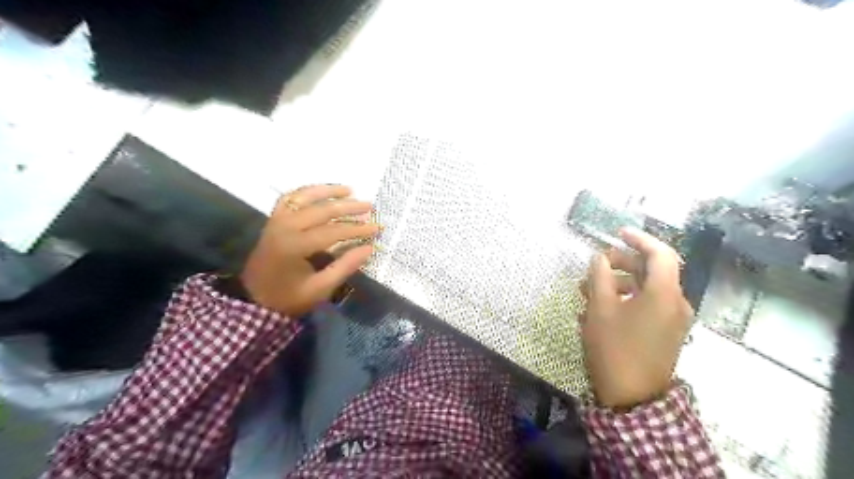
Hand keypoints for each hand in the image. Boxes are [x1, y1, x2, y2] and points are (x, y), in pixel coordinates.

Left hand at [235, 186, 376, 315]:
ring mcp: (276, 221)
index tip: (377, 228)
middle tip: (369, 206)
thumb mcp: (320, 289)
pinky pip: (289, 199)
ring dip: (327, 191)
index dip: (357, 229)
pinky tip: (320, 193)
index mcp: (294, 246)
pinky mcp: (273, 221)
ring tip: (349, 190)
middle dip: (348, 207)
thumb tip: (369, 248)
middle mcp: (284, 227)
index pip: (333, 231)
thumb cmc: (288, 298)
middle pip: (321, 210)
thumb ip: (344, 267)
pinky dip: (306, 192)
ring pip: (303, 197)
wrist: (252, 300)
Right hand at [581, 226, 691, 407]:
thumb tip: (599, 258)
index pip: (660, 253)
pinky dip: (626, 299)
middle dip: (622, 263)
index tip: (617, 233)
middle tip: (595, 265)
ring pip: (647, 288)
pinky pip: (647, 305)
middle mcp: (675, 302)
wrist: (632, 397)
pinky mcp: (666, 332)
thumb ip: (599, 276)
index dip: (639, 239)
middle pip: (652, 270)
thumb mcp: (600, 308)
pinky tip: (599, 308)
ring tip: (588, 290)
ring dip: (619, 283)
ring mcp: (673, 319)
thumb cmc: (614, 347)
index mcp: (664, 293)